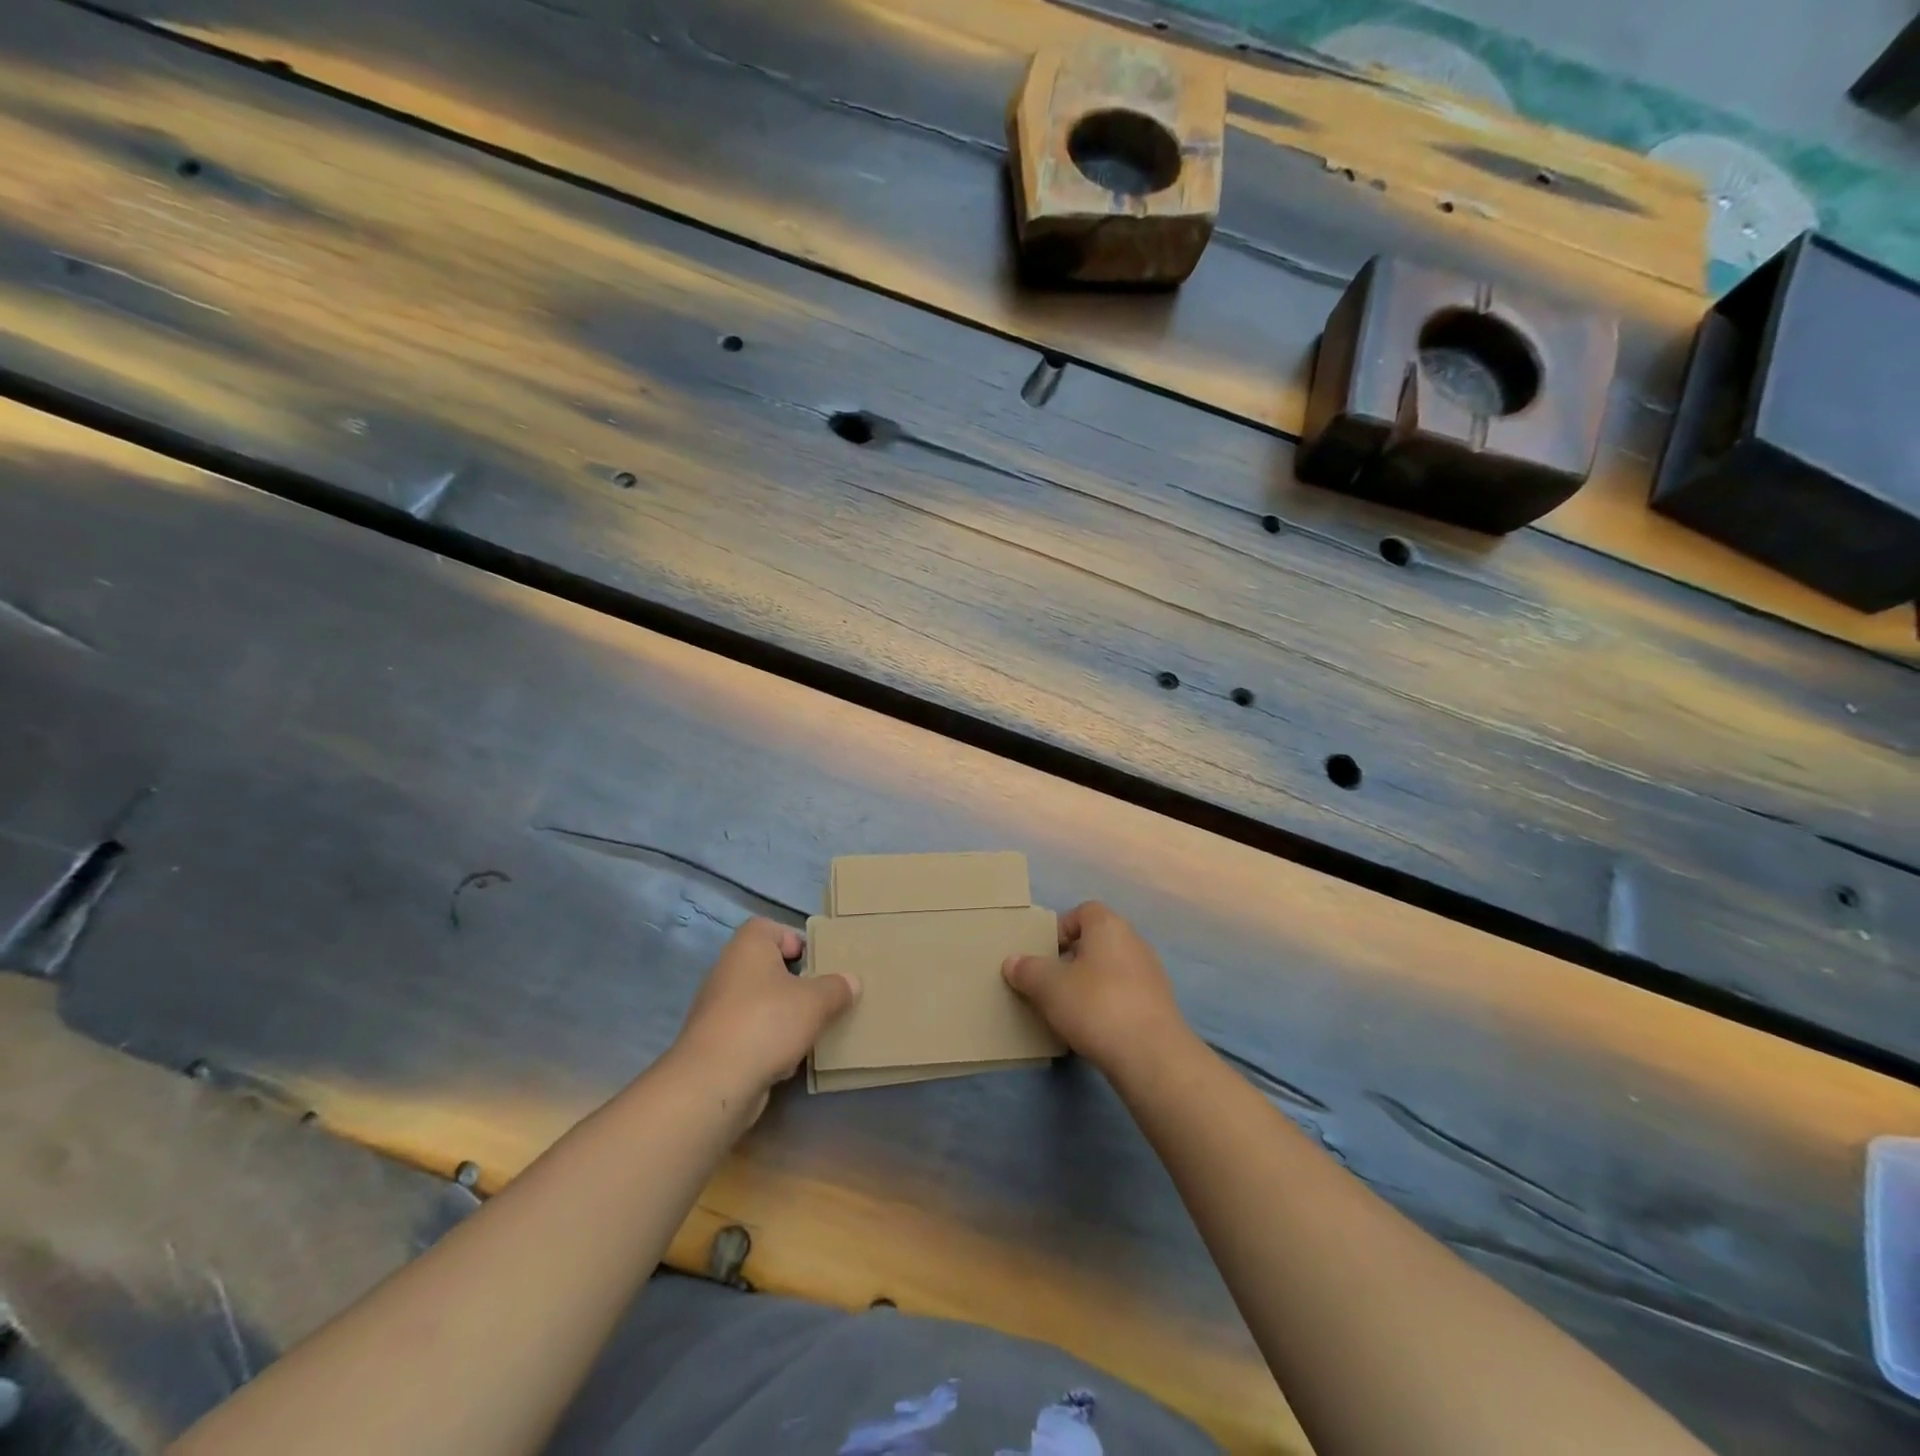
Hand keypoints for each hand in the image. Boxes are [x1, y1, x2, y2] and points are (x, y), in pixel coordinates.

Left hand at [670, 918, 858, 1118]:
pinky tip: (787, 1060)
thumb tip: (851, 982)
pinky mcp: (714, 1043)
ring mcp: (717, 1009)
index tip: (816, 962)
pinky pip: (749, 1033)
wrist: (713, 1082)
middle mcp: (727, 971)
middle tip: (821, 996)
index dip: (793, 939)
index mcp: (748, 947)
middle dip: (794, 982)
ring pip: (758, 1002)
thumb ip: (837, 988)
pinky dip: (767, 1042)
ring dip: (782, 1014)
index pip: (768, 927)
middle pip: (766, 967)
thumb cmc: (767, 1022)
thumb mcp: (816, 1001)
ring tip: (809, 1030)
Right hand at [1002, 902, 1187, 1074]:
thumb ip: (1027, 970)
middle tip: (1049, 983)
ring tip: (1068, 1009)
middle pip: (1096, 942)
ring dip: (1089, 984)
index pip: (1082, 912)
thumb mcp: (1048, 986)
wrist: (1151, 1055)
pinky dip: (1107, 1005)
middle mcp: (1134, 942)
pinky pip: (1124, 995)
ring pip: (1110, 970)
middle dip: (1071, 960)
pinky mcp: (1159, 1005)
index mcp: (1109, 926)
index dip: (1060, 929)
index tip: (1043, 955)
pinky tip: (1092, 1029)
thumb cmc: (1095, 1005)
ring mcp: (1151, 974)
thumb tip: (1013, 962)